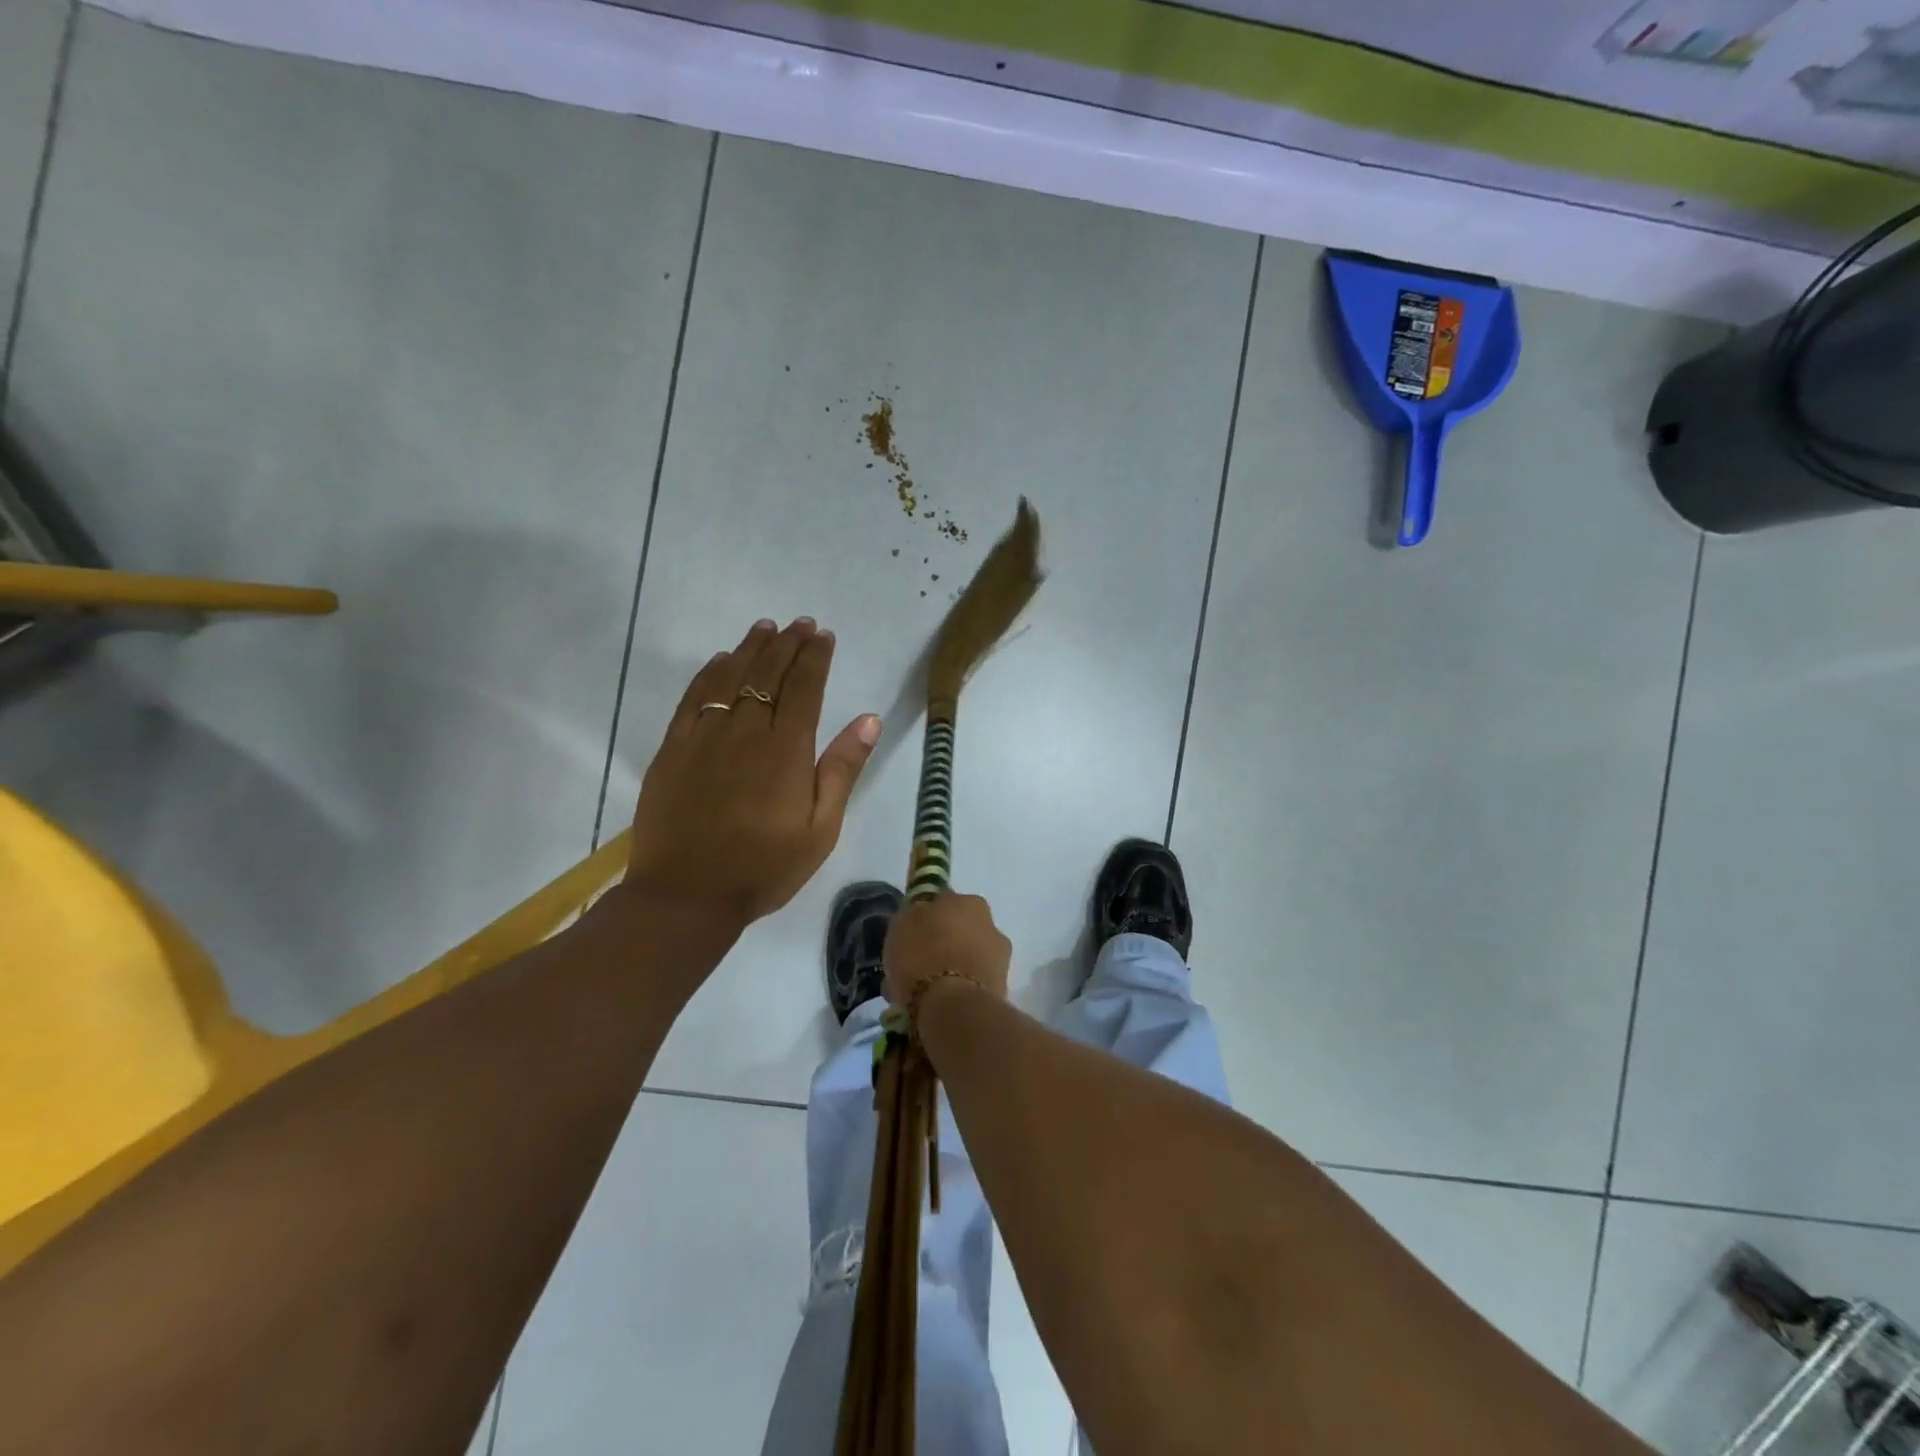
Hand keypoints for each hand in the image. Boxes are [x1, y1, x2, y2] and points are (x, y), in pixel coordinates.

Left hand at [624, 618, 880, 934]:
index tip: (823, 635)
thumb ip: (842, 770)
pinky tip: (720, 660)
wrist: (686, 896)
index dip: (815, 658)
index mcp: (786, 751)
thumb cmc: (764, 868)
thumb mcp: (820, 829)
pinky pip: (693, 699)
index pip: (804, 688)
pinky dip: (709, 674)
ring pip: (730, 677)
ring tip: (765, 628)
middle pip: (768, 674)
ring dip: (751, 649)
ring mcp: (704, 738)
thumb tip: (868, 718)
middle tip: (800, 624)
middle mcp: (746, 732)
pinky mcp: (673, 750)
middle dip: (787, 644)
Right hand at [884, 893, 1011, 1012]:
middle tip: (919, 963)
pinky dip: (960, 989)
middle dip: (944, 942)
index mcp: (969, 901)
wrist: (953, 1008)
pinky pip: (973, 983)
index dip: (926, 917)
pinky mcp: (1002, 989)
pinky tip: (941, 1003)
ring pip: (970, 956)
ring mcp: (1000, 957)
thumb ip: (915, 913)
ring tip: (928, 989)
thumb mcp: (902, 924)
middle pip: (961, 929)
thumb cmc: (923, 957)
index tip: (911, 935)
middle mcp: (991, 923)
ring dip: (954, 966)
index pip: (944, 901)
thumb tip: (923, 912)